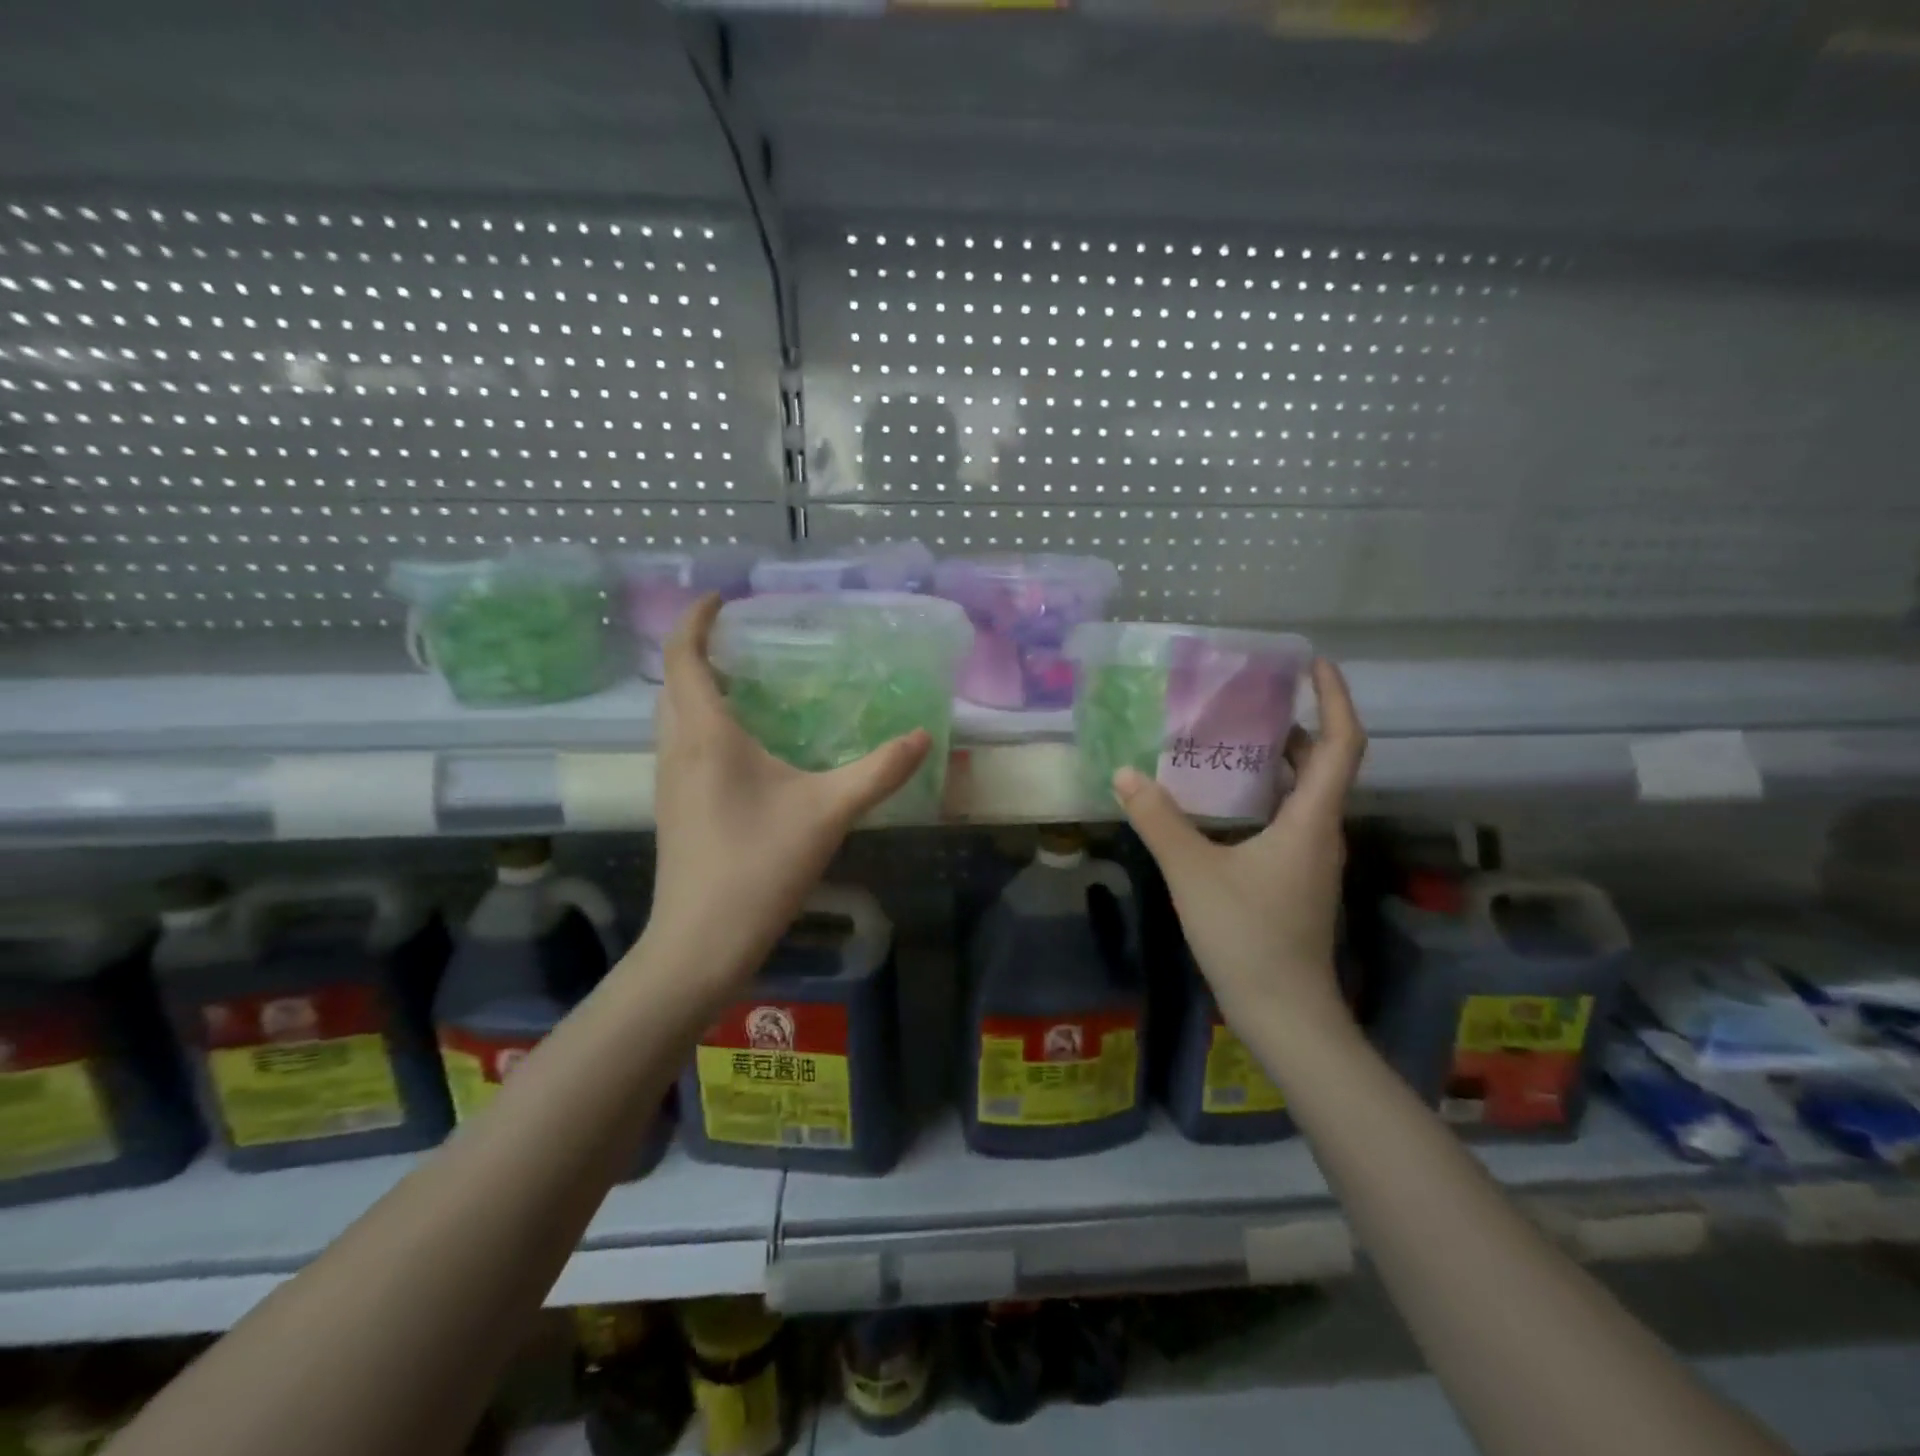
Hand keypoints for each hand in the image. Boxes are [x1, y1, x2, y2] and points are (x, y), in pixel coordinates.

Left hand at [645, 595, 930, 991]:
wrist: (700, 942)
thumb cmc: (759, 867)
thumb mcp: (829, 813)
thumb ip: (878, 771)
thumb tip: (922, 737)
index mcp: (706, 735)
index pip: (684, 657)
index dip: (696, 620)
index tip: (720, 598)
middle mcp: (677, 750)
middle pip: (672, 684)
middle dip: (697, 652)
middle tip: (741, 643)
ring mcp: (669, 783)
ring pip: (672, 718)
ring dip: (696, 691)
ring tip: (743, 685)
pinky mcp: (674, 810)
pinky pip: (680, 747)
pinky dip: (701, 725)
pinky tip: (742, 749)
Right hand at [1114, 658, 1366, 1031]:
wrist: (1285, 1013)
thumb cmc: (1248, 937)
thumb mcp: (1194, 873)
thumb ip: (1159, 821)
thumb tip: (1126, 773)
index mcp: (1310, 820)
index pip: (1342, 744)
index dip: (1334, 698)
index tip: (1312, 664)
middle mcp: (1321, 832)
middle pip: (1324, 763)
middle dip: (1296, 724)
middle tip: (1250, 697)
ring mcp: (1312, 858)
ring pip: (1306, 793)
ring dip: (1279, 760)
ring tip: (1230, 737)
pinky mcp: (1297, 878)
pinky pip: (1290, 818)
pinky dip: (1266, 793)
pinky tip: (1224, 800)